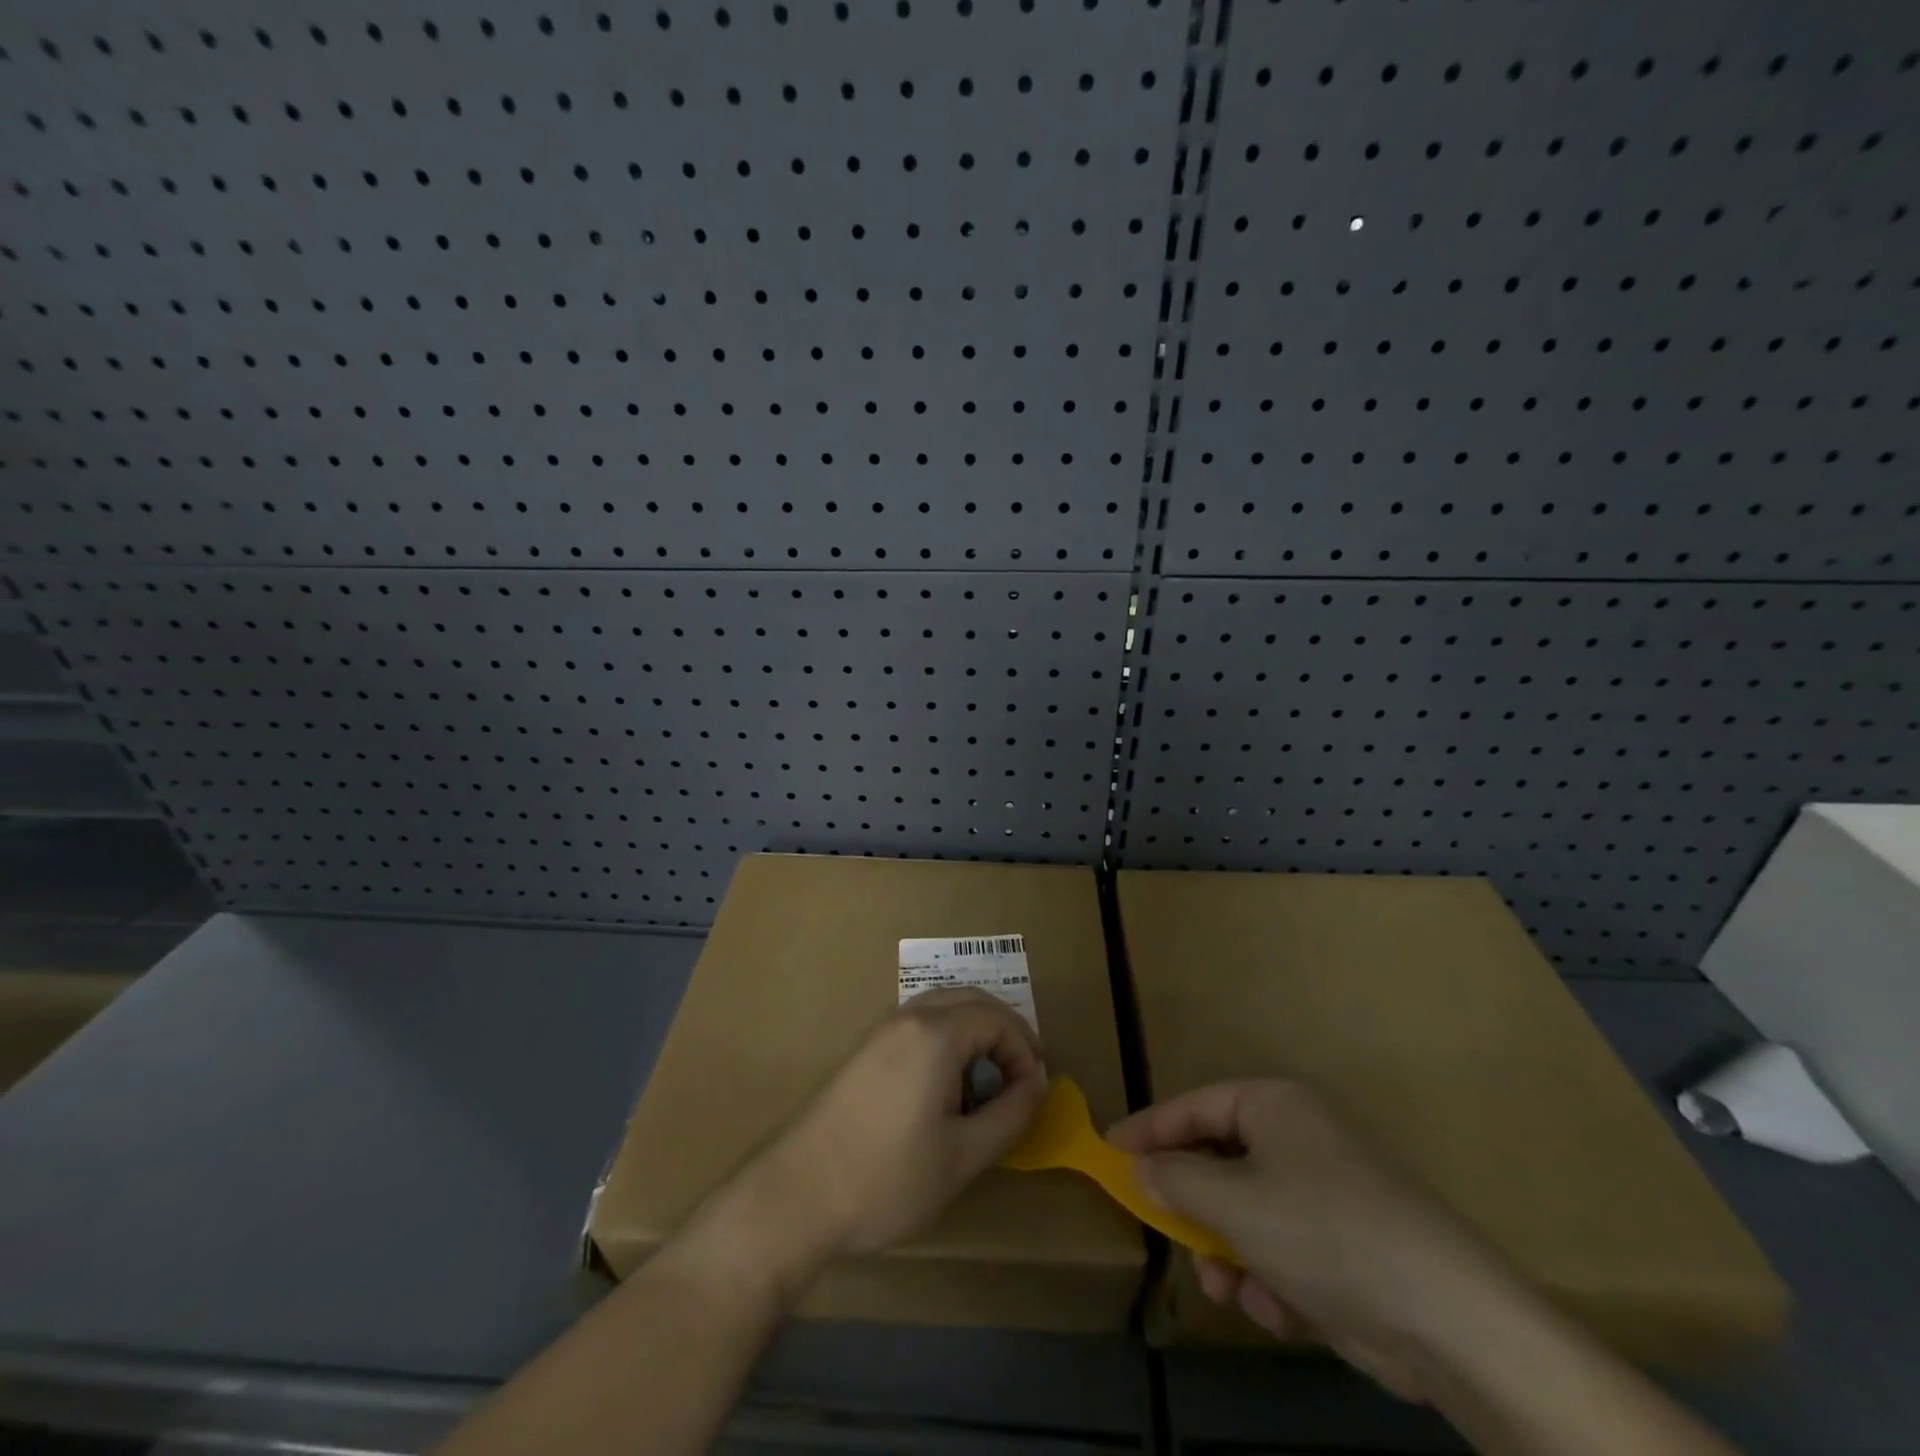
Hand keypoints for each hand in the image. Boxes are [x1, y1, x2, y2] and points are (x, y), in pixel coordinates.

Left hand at [751, 988, 1047, 1259]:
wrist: (798, 1195)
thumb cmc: (887, 1180)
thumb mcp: (962, 1157)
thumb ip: (1010, 1115)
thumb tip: (1037, 1083)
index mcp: (935, 1035)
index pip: (997, 1019)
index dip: (1024, 1050)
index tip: (1033, 1093)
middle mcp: (908, 1018)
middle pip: (971, 1000)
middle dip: (1005, 1031)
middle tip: (1022, 1075)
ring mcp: (882, 1030)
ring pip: (943, 1006)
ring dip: (975, 1031)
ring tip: (990, 1079)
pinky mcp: (865, 1048)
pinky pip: (920, 1023)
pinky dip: (948, 1037)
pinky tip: (949, 1083)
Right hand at [1108, 1079, 1529, 1401]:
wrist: (1448, 1318)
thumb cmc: (1323, 1231)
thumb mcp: (1234, 1202)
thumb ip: (1176, 1181)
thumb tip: (1137, 1167)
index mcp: (1274, 1105)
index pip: (1194, 1106)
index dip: (1149, 1129)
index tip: (1109, 1152)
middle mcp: (1299, 1138)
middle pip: (1221, 1162)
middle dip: (1197, 1209)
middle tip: (1169, 1235)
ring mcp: (1327, 1192)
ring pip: (1249, 1214)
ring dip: (1231, 1254)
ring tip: (1228, 1290)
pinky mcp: (1348, 1246)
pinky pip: (1284, 1250)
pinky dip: (1273, 1280)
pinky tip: (1281, 1310)